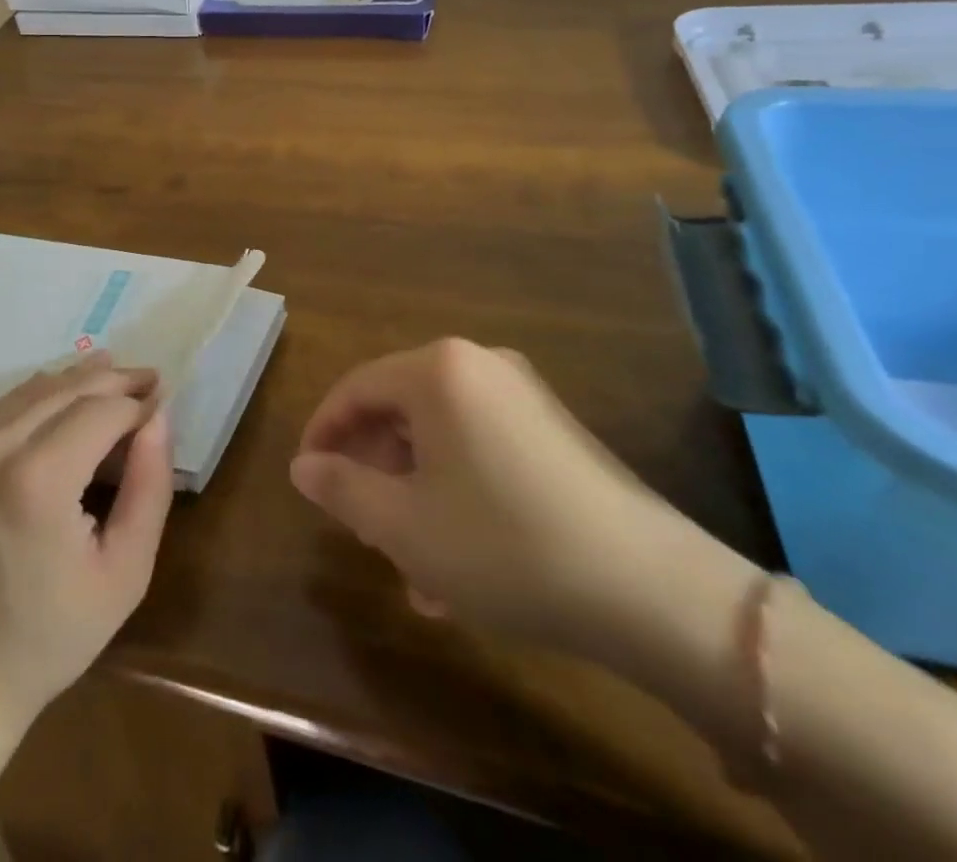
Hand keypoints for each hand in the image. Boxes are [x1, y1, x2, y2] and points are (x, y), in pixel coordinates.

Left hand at [0, 353, 173, 729]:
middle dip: (112, 380)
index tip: (162, 402)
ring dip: (75, 382)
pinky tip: (60, 409)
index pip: (101, 410)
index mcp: (37, 479)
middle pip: (64, 388)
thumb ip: (151, 486)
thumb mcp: (126, 571)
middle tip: (147, 378)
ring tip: (112, 375)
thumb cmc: (52, 632)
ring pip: (29, 392)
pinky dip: (36, 403)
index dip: (137, 403)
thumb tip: (158, 416)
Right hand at [290, 339, 701, 656]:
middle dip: (373, 471)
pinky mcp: (557, 432)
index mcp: (437, 371)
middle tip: (358, 525)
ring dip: (415, 494)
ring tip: (409, 564)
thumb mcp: (404, 525)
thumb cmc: (503, 544)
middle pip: (400, 412)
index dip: (323, 433)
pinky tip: (458, 562)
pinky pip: (482, 451)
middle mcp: (479, 366)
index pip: (356, 388)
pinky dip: (457, 494)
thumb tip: (303, 467)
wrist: (653, 591)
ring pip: (441, 439)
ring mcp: (524, 397)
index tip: (308, 479)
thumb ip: (341, 488)